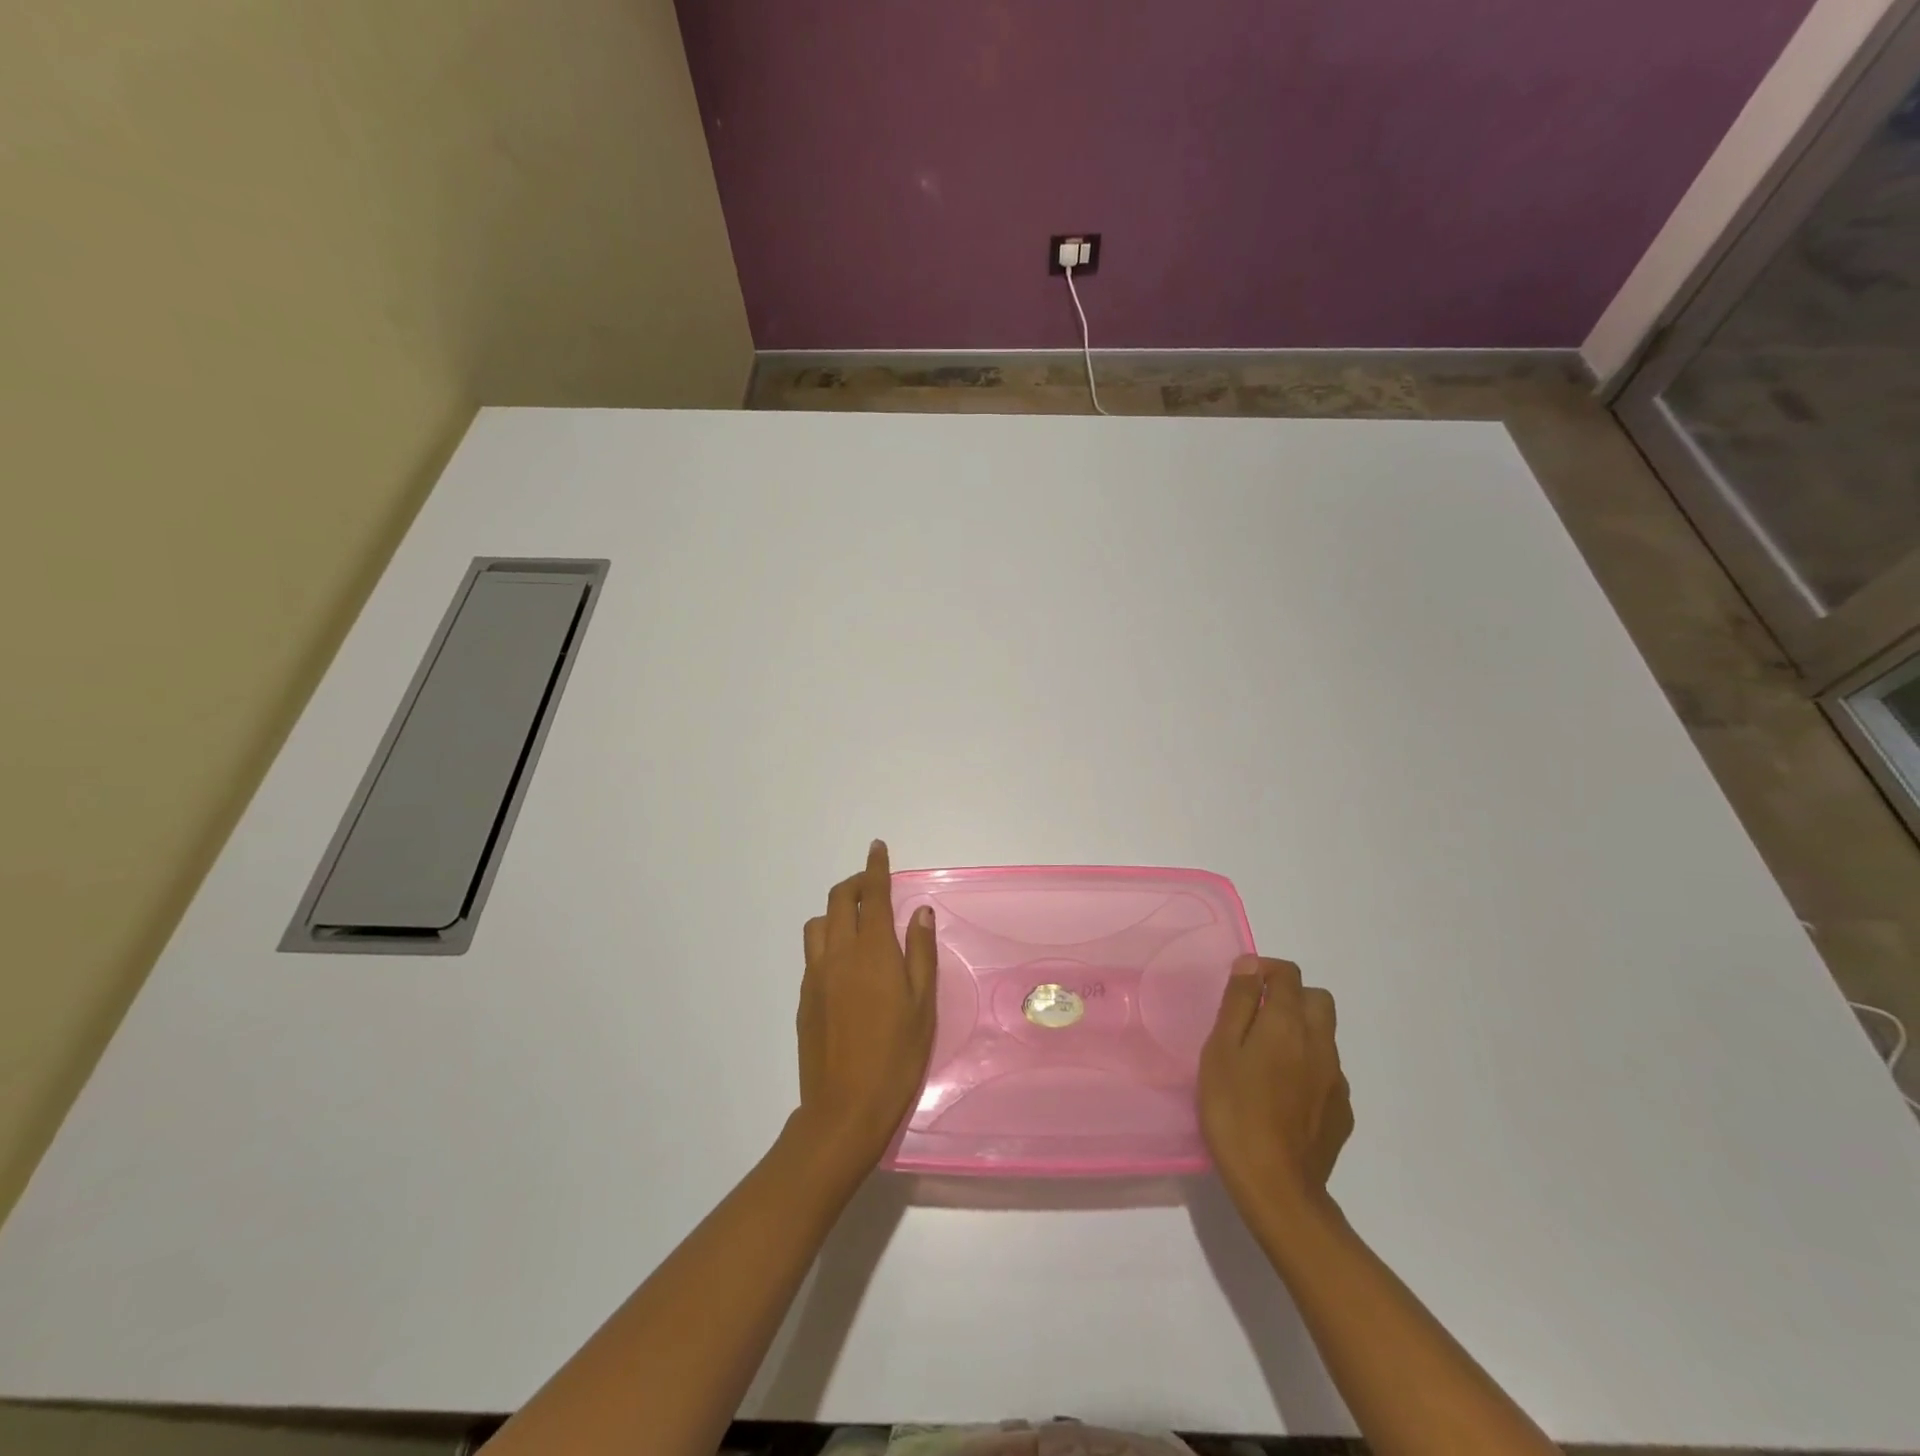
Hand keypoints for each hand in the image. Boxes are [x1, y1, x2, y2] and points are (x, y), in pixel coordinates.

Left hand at [791, 840, 936, 1172]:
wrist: (844, 1110)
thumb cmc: (896, 1057)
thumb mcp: (923, 1006)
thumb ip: (921, 953)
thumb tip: (921, 912)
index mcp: (872, 952)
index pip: (872, 896)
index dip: (875, 868)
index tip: (877, 847)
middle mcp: (838, 954)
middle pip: (838, 900)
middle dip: (854, 883)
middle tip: (872, 886)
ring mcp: (816, 976)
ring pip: (818, 925)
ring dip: (836, 912)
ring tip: (857, 926)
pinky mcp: (804, 998)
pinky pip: (813, 953)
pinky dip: (827, 941)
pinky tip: (846, 966)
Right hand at [1199, 955, 1352, 1218]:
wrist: (1276, 1187)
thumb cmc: (1234, 1110)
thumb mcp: (1220, 1050)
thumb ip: (1239, 1003)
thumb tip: (1251, 965)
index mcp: (1288, 1024)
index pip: (1289, 975)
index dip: (1266, 970)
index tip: (1242, 984)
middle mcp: (1321, 1044)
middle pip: (1318, 1000)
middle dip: (1291, 997)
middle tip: (1257, 1017)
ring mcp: (1337, 1081)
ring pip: (1324, 1037)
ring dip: (1300, 1032)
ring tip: (1265, 1059)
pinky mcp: (1342, 1113)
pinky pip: (1327, 1073)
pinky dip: (1308, 1068)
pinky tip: (1282, 1095)